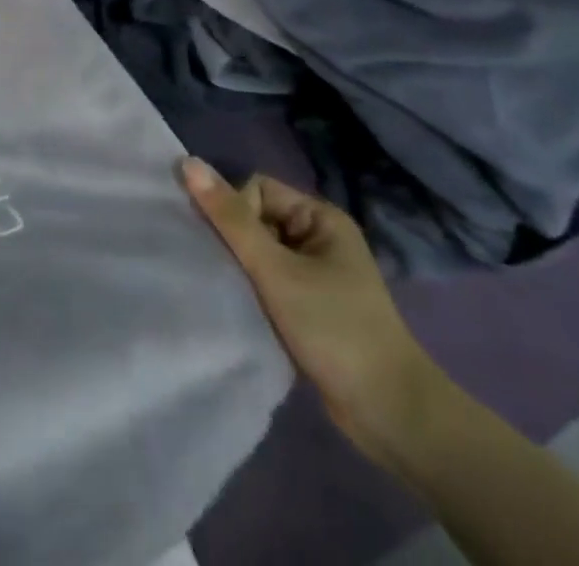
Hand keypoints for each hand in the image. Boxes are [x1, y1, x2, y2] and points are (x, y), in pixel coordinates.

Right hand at [181, 159, 444, 468]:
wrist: (391, 415)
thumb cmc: (335, 329)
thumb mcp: (276, 271)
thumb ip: (231, 219)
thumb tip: (187, 163)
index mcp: (320, 217)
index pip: (257, 189)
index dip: (236, 211)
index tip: (234, 252)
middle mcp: (319, 237)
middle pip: (256, 219)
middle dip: (235, 242)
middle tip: (225, 272)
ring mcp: (317, 273)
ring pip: (259, 252)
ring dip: (242, 269)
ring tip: (231, 293)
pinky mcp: (310, 306)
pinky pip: (268, 280)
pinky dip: (253, 291)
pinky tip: (244, 309)